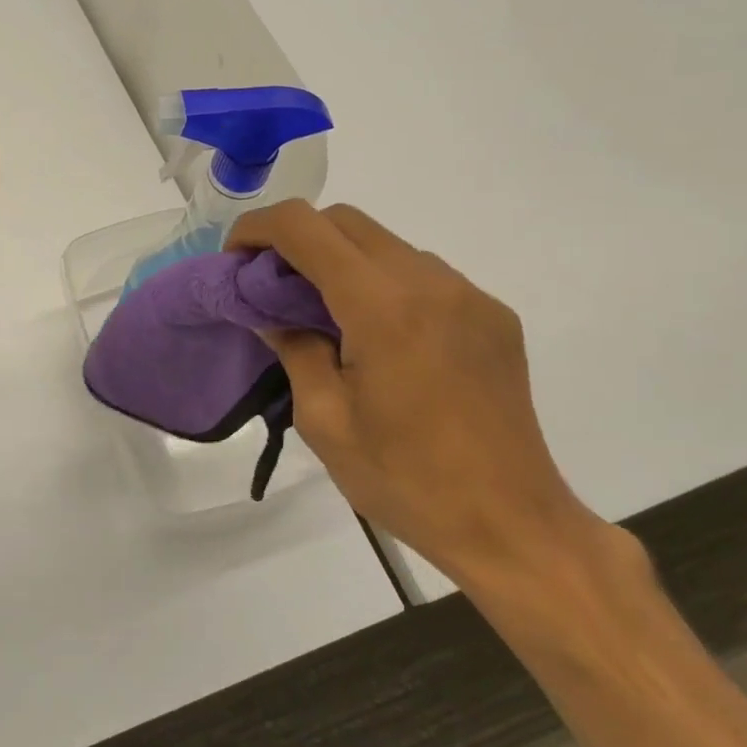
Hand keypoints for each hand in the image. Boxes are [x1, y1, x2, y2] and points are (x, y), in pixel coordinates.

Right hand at [225, 200, 600, 586]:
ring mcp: (470, 296)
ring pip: (386, 245)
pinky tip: (376, 338)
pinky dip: (382, 285)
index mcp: (383, 306)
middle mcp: (431, 282)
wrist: (511, 525)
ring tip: (321, 317)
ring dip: (340, 262)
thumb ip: (293, 347)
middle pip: (346, 221)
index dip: (257, 229)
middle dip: (295, 240)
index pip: (305, 227)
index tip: (235, 262)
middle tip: (270, 289)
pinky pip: (422, 275)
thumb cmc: (404, 478)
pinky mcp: (493, 317)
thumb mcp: (323, 418)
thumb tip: (269, 311)